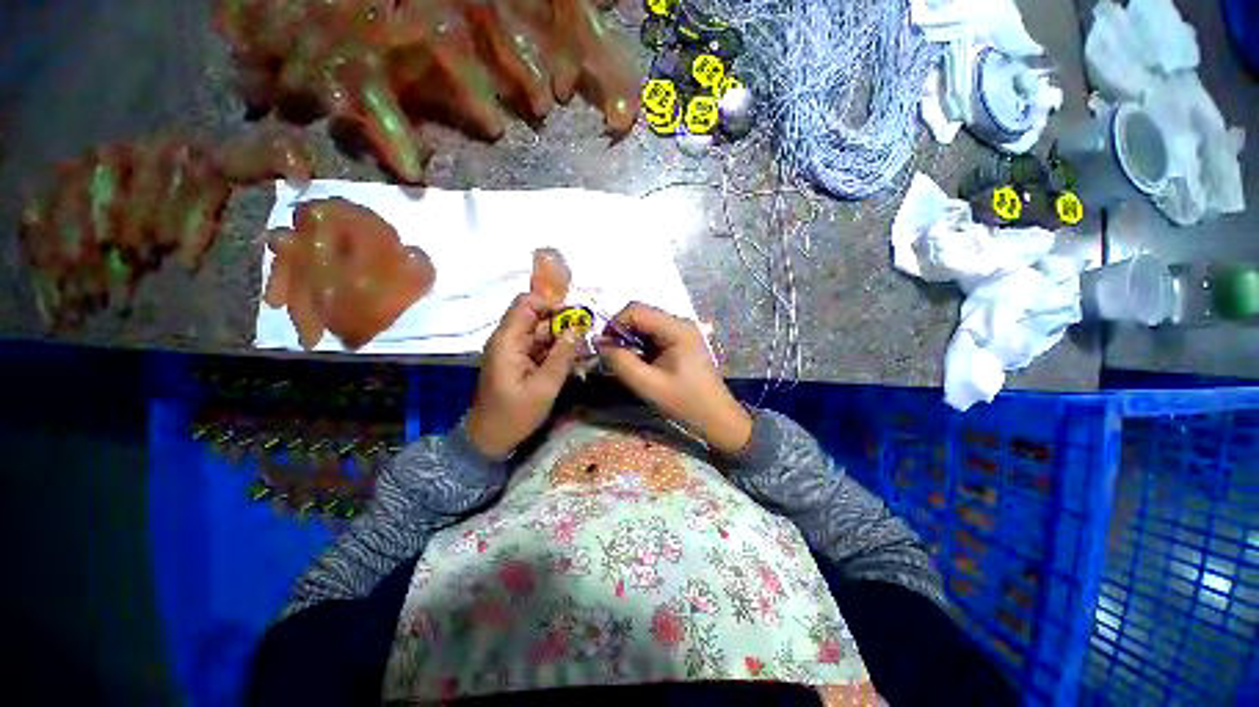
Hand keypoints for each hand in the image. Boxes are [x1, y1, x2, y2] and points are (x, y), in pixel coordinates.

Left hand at [465, 294, 579, 457]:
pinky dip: (555, 348)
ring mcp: (512, 349)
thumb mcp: (544, 386)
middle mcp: (508, 338)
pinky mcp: (517, 359)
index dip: (551, 304)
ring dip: (561, 337)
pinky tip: (571, 359)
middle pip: (536, 315)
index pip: (527, 303)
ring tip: (582, 349)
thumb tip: (578, 327)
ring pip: (540, 330)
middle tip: (585, 336)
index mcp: (508, 340)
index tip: (575, 318)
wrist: (490, 439)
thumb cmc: (515, 414)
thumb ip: (562, 355)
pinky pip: (539, 345)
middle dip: (562, 322)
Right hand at [597, 303, 752, 455]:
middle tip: (613, 358)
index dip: (614, 324)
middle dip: (621, 334)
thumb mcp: (647, 384)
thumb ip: (620, 362)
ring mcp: (682, 331)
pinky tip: (641, 365)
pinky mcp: (681, 342)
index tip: (604, 348)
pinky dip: (641, 347)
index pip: (635, 310)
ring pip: (645, 326)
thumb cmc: (685, 402)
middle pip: (640, 315)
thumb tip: (599, 344)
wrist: (716, 418)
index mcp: (676, 328)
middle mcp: (679, 323)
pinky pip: (653, 336)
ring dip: (630, 342)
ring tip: (627, 364)